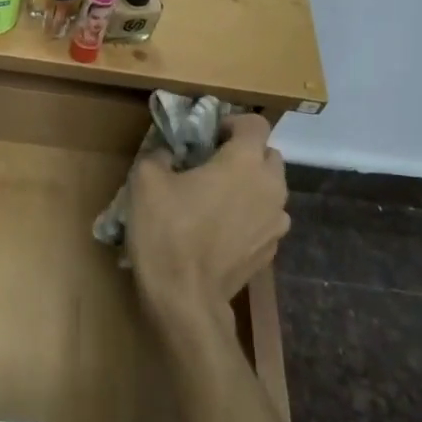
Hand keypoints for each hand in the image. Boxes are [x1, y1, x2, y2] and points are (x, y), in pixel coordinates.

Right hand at [126, 114, 288, 335]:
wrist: (185, 298)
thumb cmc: (167, 231)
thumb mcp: (146, 182)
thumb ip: (161, 156)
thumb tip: (169, 154)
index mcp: (245, 162)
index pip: (255, 123)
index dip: (232, 123)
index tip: (208, 135)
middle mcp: (271, 187)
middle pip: (269, 155)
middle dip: (245, 154)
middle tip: (211, 165)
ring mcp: (276, 223)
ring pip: (270, 190)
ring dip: (249, 187)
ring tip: (216, 200)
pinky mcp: (271, 251)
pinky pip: (264, 220)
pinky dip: (248, 217)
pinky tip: (219, 231)